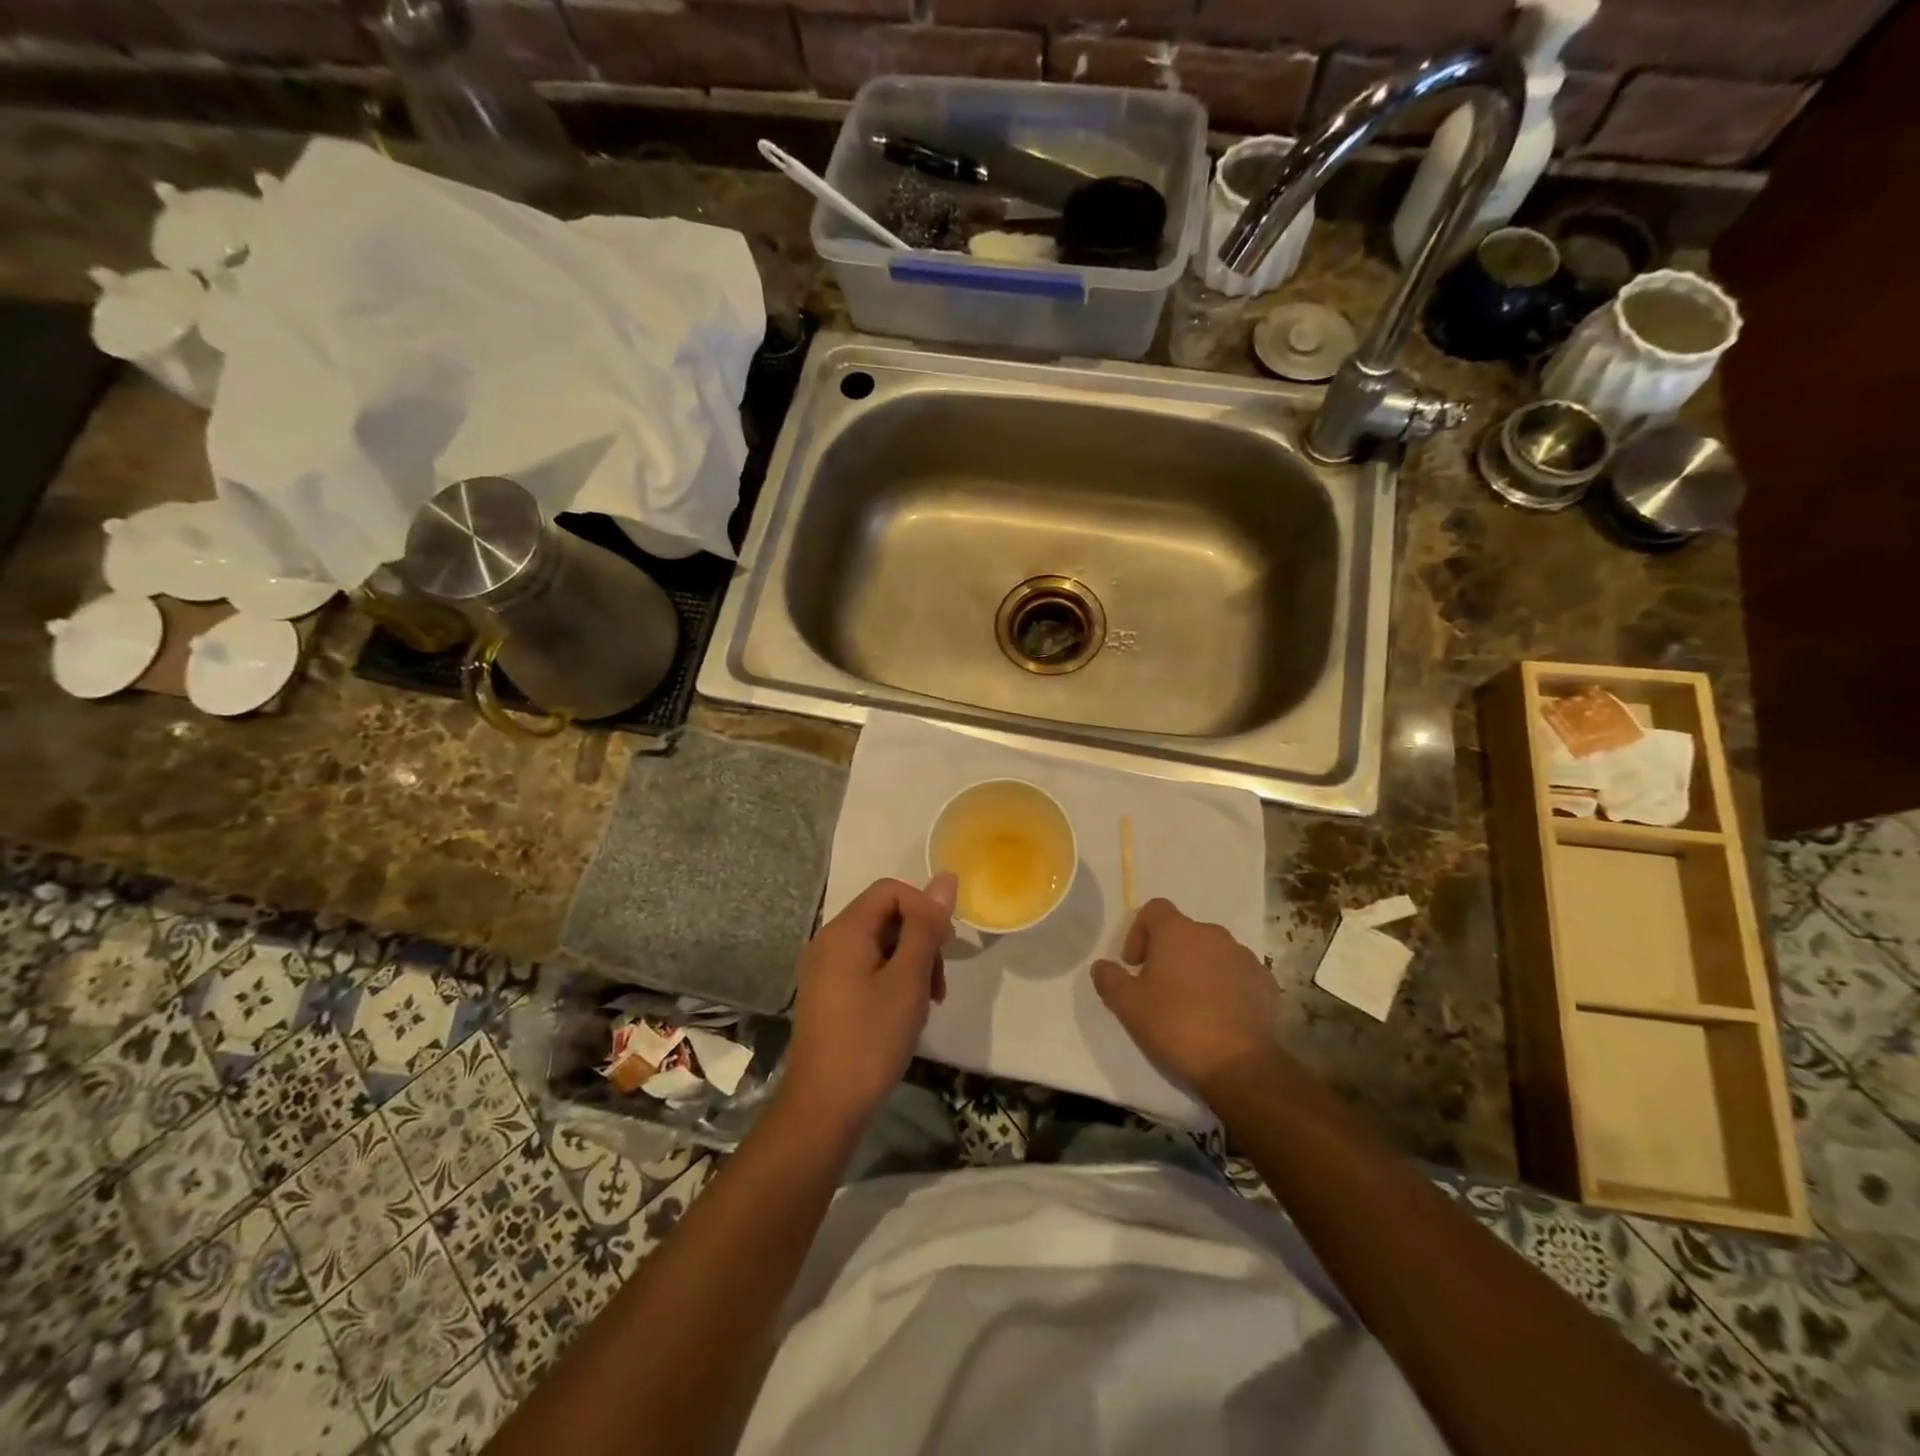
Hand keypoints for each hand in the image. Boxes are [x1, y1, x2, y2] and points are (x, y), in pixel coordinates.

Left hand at [781, 874, 956, 1132]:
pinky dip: (891, 979)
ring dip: (910, 963)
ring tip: (926, 1002)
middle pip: (884, 916)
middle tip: (938, 984)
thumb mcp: (908, 980)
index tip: (944, 948)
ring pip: (878, 943)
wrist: (824, 1108)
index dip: (924, 909)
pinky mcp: (825, 993)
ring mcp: (823, 969)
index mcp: (844, 931)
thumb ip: (926, 927)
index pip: (891, 891)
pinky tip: (904, 1012)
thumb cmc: (871, 1040)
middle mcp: (827, 941)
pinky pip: (864, 966)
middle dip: (920, 940)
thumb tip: (945, 879)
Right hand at [1092, 898, 1282, 1099]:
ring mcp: (1245, 958)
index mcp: (1178, 931)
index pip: (1154, 909)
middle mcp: (1213, 934)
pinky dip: (1226, 988)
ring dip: (1198, 970)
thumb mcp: (1127, 1005)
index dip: (1139, 932)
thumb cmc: (1175, 1025)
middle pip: (1184, 933)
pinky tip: (1219, 1018)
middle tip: (1158, 989)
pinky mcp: (1266, 984)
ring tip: (1191, 1007)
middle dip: (1169, 955)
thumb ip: (1109, 979)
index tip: (1134, 966)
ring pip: (1212, 954)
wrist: (1239, 1065)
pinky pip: (1238, 976)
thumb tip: (1103, 966)